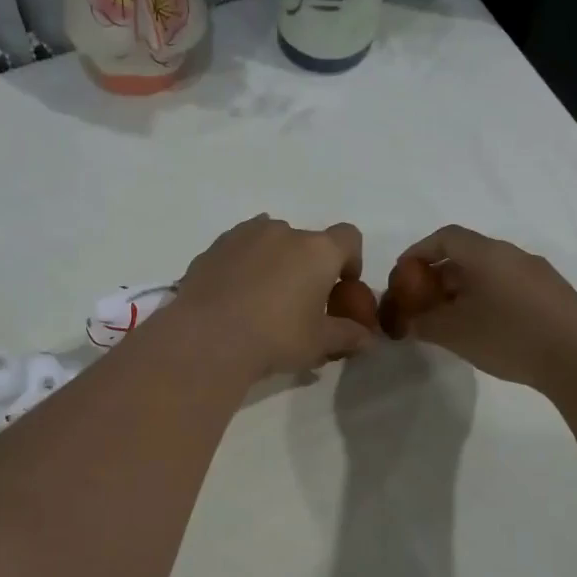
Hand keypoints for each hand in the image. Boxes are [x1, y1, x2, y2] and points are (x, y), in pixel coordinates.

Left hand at [171, 215, 370, 378]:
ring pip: (269, 241)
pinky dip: (243, 266)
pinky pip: (238, 250)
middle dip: (308, 267)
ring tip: (263, 299)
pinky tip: (234, 297)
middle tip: (300, 303)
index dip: (350, 261)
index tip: (341, 289)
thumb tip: (369, 340)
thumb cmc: (275, 338)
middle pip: (307, 242)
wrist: (207, 339)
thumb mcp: (319, 343)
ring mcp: (244, 235)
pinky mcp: (213, 248)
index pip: (348, 238)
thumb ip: (348, 336)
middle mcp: (283, 232)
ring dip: (274, 262)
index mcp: (317, 251)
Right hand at [390, 225, 576, 392]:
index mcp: (487, 254)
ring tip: (451, 319)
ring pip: (490, 272)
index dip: (418, 251)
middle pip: (467, 254)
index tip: (402, 274)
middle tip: (422, 303)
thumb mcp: (454, 333)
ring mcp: (538, 274)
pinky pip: (510, 286)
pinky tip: (485, 328)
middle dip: (439, 276)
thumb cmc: (508, 336)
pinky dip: (488, 298)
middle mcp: (513, 255)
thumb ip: (423, 323)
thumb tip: (407, 320)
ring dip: (464, 289)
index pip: (445, 237)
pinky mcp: (554, 295)